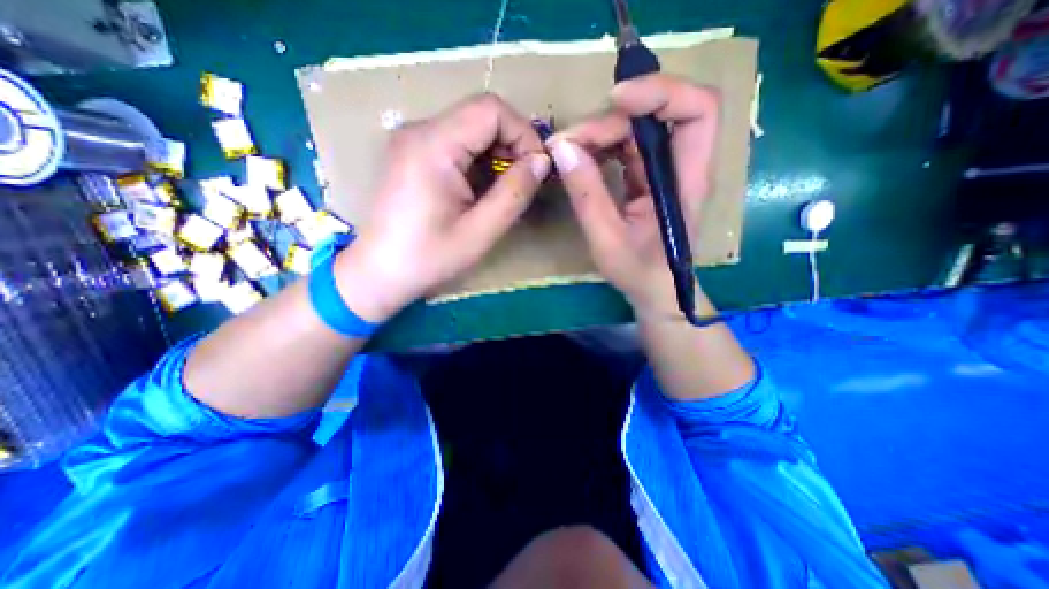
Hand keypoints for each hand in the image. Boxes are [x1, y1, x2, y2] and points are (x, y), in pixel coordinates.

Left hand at [337, 94, 551, 321]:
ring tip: (505, 189)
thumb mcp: (480, 232)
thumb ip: (514, 194)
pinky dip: (479, 160)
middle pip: (480, 115)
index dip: (523, 133)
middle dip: (512, 144)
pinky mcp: (412, 154)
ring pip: (470, 128)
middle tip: (524, 182)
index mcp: (433, 146)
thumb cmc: (428, 258)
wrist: (379, 273)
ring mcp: (412, 140)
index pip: (491, 109)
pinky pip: (456, 143)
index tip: (536, 169)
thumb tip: (541, 161)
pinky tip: (482, 188)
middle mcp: (419, 131)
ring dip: (497, 154)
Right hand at [545, 76, 717, 319]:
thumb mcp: (607, 239)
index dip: (661, 92)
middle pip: (656, 116)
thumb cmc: (639, 272)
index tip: (615, 101)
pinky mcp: (647, 179)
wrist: (655, 291)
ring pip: (637, 130)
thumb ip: (587, 194)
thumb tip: (562, 148)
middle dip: (610, 120)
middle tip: (568, 142)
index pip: (698, 111)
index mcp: (685, 181)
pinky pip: (626, 149)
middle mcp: (680, 168)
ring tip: (567, 151)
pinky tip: (580, 159)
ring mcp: (663, 172)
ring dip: (601, 133)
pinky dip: (601, 147)